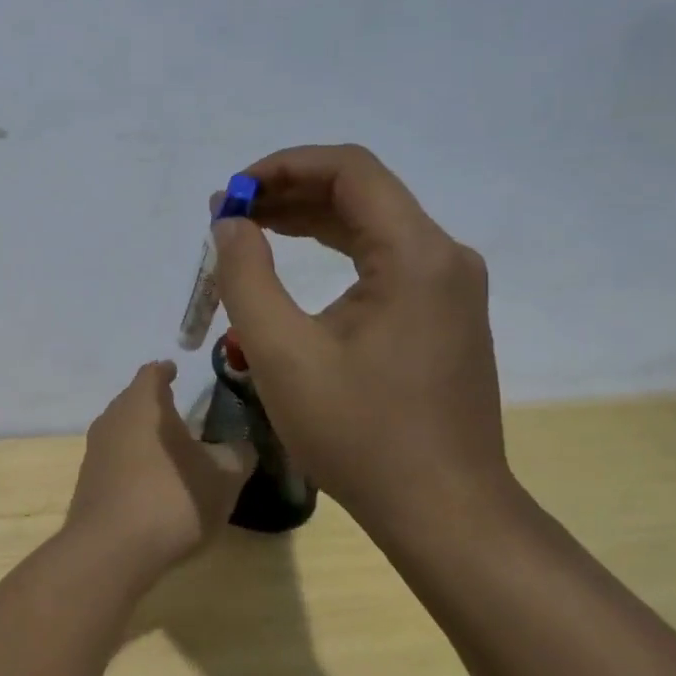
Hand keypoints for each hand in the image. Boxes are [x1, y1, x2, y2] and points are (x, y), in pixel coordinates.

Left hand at [64, 362, 253, 576]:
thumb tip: (241, 445)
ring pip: (122, 430)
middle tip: (181, 413)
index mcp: (143, 404)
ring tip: (169, 448)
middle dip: (155, 404)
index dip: (166, 371)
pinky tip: (150, 481)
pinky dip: (133, 462)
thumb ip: (236, 454)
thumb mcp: (223, 477)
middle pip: (133, 401)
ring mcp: (94, 451)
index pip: (152, 373)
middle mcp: (112, 418)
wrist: (111, 549)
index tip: (176, 371)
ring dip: (144, 435)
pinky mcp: (87, 482)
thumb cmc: (172, 498)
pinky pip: (115, 460)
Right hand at [211, 144, 512, 532]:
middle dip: (288, 193)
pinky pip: (381, 260)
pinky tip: (292, 262)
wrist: (442, 509)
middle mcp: (443, 257)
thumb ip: (246, 277)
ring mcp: (448, 287)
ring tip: (247, 232)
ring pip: (370, 225)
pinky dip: (332, 251)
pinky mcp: (441, 314)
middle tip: (228, 215)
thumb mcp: (282, 354)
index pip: (349, 170)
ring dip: (307, 220)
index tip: (232, 193)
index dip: (283, 166)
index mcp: (416, 255)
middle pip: (360, 193)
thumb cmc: (359, 433)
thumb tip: (230, 224)